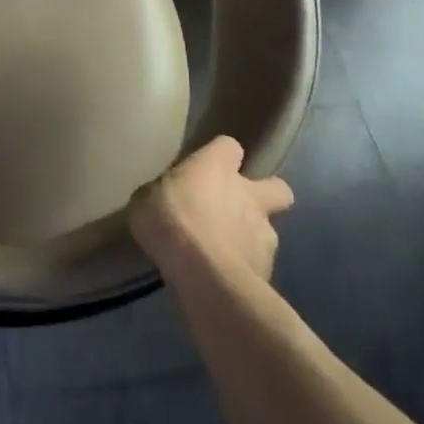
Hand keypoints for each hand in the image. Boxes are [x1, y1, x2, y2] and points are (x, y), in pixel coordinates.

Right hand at [129, 137, 294, 282]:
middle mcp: (248, 194)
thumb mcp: (146, 199)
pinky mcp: (269, 269)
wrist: (204, 275)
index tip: (207, 168)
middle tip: (239, 207)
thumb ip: (162, 193)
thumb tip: (162, 198)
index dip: (221, 155)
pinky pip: (260, 263)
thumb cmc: (169, 222)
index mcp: (216, 167)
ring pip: (268, 230)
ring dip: (251, 236)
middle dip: (265, 195)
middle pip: (277, 186)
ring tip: (227, 251)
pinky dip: (246, 267)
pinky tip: (226, 276)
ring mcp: (264, 233)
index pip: (229, 146)